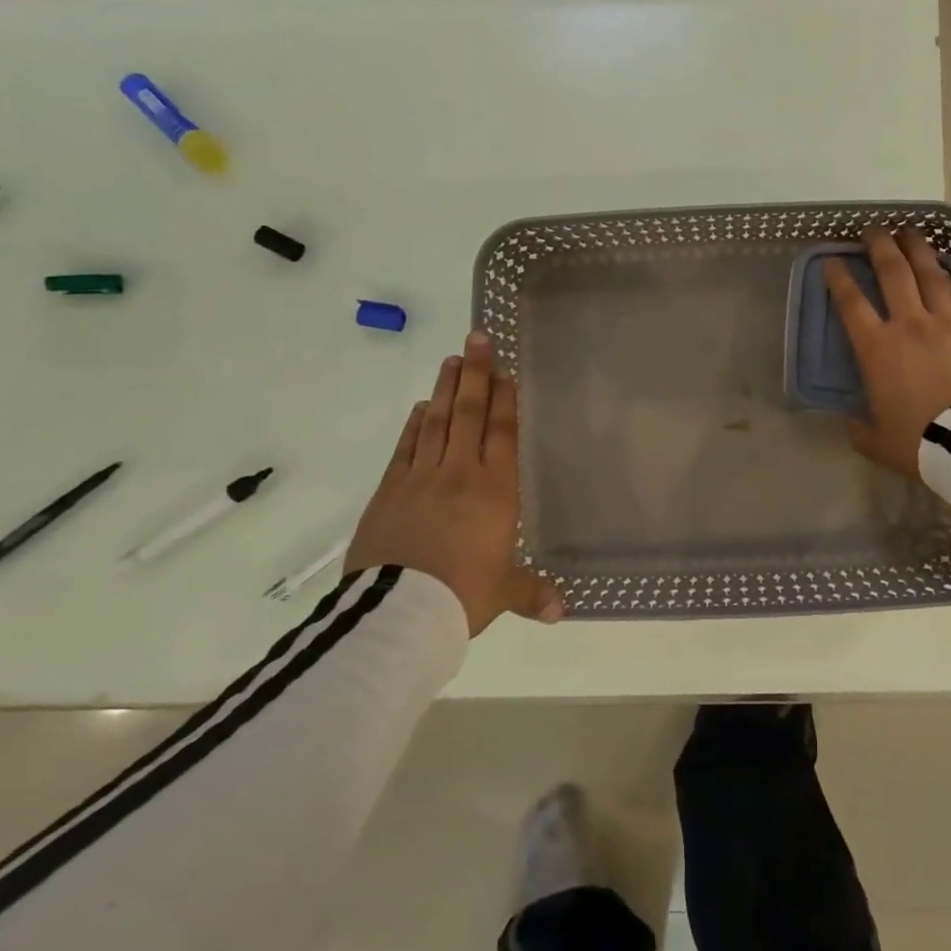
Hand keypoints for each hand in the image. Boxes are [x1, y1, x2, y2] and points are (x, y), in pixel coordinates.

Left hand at [344, 331, 563, 636]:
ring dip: (445, 389)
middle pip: (468, 414)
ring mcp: (421, 478)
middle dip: (476, 375)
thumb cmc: (463, 595)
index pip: (501, 434)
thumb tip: (560, 612)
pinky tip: (420, 408)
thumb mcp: (502, 593)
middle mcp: (460, 474)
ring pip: (436, 423)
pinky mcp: (390, 491)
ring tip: (451, 360)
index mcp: (495, 491)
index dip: (504, 400)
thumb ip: (530, 593)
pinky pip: (406, 448)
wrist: (400, 610)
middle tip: (477, 338)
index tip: (504, 371)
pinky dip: (414, 425)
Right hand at [824, 227, 950, 477]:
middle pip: (894, 273)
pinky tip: (947, 272)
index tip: (832, 261)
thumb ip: (861, 428)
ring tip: (911, 232)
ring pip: (931, 275)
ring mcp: (947, 325)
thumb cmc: (920, 443)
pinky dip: (950, 280)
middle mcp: (910, 325)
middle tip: (873, 230)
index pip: (852, 303)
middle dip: (880, 246)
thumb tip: (854, 422)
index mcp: (878, 349)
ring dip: (918, 250)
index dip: (839, 278)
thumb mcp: (878, 442)